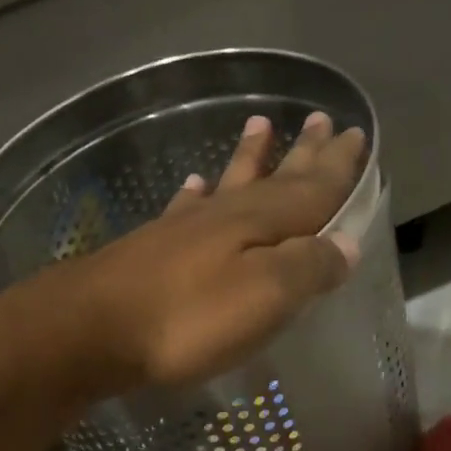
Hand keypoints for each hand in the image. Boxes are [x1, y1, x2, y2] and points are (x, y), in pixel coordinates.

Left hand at [69, 111, 366, 386]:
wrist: (93, 330)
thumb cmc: (188, 319)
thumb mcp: (265, 297)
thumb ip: (308, 267)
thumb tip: (347, 244)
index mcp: (261, 224)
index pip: (313, 189)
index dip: (338, 167)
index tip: (358, 134)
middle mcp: (226, 216)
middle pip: (275, 178)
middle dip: (302, 154)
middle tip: (320, 120)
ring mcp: (186, 230)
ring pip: (229, 184)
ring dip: (250, 158)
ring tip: (261, 125)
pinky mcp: (154, 250)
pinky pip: (184, 210)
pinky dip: (195, 195)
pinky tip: (194, 185)